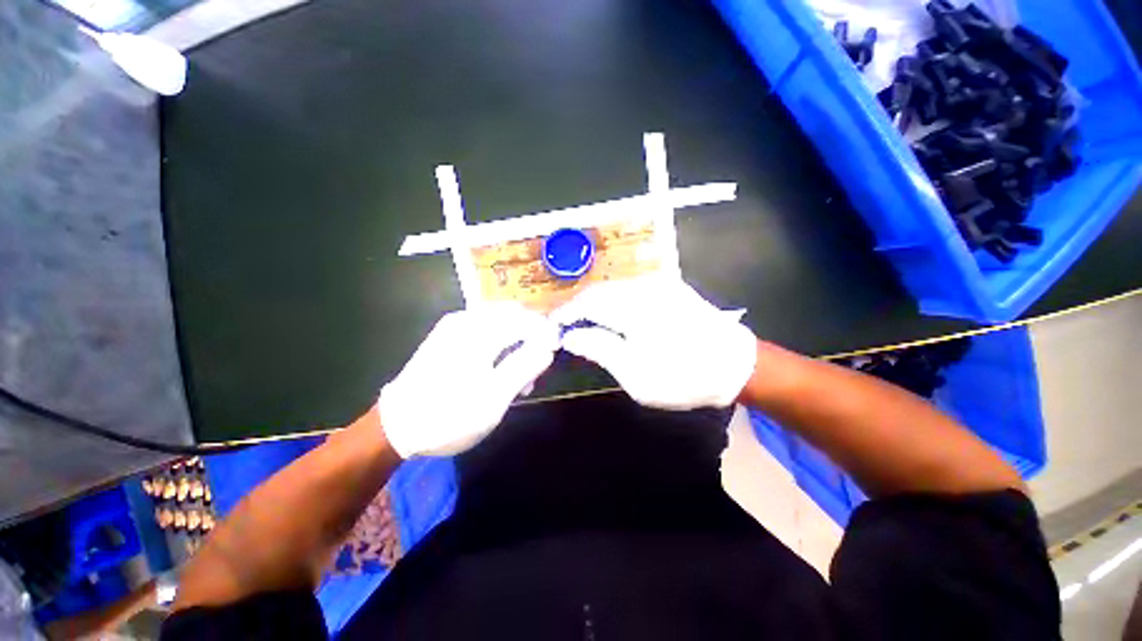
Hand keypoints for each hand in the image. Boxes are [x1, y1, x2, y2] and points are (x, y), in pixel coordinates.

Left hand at [379, 303, 559, 457]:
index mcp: (480, 333)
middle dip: (531, 336)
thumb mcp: (495, 397)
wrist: (397, 426)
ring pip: (501, 321)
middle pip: (514, 316)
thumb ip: (524, 367)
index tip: (555, 351)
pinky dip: (500, 341)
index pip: (526, 321)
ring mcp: (455, 324)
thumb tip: (549, 347)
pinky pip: (485, 327)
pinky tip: (500, 366)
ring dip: (517, 341)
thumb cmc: (450, 416)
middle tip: (535, 367)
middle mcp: (467, 319)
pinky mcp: (448, 333)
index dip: (546, 333)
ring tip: (519, 375)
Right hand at [551, 277, 756, 409]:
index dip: (566, 313)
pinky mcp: (669, 286)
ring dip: (595, 302)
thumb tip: (570, 336)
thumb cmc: (683, 377)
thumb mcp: (636, 375)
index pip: (586, 303)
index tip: (554, 326)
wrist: (736, 365)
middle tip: (567, 325)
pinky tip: (612, 314)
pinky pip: (631, 288)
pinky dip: (614, 299)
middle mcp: (643, 289)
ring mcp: (659, 284)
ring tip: (585, 321)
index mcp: (633, 311)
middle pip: (598, 291)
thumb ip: (600, 349)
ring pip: (613, 287)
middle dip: (578, 306)